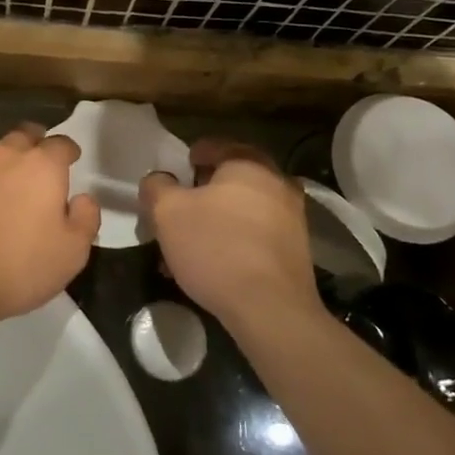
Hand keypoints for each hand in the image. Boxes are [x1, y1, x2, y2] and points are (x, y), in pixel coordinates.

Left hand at [0, 124, 100, 329]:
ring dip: (10, 163)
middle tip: (44, 164)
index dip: (69, 151)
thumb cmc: (20, 265)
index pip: (61, 143)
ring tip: (17, 187)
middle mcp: (7, 157)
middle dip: (37, 144)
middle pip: (25, 136)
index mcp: (42, 165)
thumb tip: (82, 198)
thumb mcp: (72, 251)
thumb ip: (86, 218)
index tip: (73, 161)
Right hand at [139, 140, 320, 332]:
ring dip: (218, 220)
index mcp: (248, 163)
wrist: (270, 308)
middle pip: (231, 179)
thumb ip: (157, 187)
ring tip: (191, 245)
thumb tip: (158, 180)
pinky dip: (235, 241)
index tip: (172, 178)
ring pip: (244, 209)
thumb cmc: (215, 247)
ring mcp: (293, 217)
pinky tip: (215, 265)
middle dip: (202, 193)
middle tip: (179, 211)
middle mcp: (277, 182)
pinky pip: (257, 235)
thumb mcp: (168, 213)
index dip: (188, 159)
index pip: (214, 146)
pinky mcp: (297, 250)